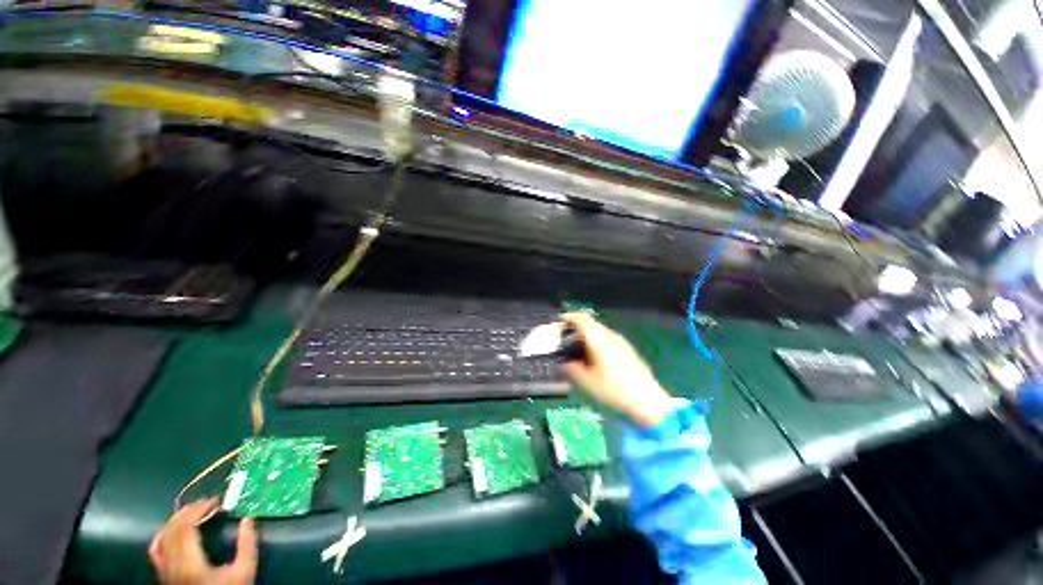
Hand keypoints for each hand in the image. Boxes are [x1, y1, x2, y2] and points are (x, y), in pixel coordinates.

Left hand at [149, 499, 256, 584]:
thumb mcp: (244, 571)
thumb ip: (247, 545)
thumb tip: (248, 519)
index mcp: (190, 562)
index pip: (185, 527)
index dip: (197, 509)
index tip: (215, 502)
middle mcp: (172, 564)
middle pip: (172, 529)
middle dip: (188, 511)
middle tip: (206, 503)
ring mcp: (164, 569)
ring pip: (162, 536)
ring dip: (176, 520)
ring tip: (192, 512)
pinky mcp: (163, 573)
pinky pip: (156, 549)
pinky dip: (163, 534)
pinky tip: (172, 530)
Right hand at [561, 312, 674, 427]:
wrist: (648, 401)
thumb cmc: (614, 389)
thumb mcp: (586, 382)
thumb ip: (571, 369)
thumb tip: (564, 363)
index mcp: (599, 339)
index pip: (582, 319)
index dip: (569, 317)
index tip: (559, 321)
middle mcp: (610, 336)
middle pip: (591, 324)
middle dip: (576, 328)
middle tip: (565, 339)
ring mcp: (621, 342)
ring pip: (599, 332)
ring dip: (587, 336)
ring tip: (578, 351)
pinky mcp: (627, 350)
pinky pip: (607, 339)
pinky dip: (596, 343)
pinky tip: (594, 359)